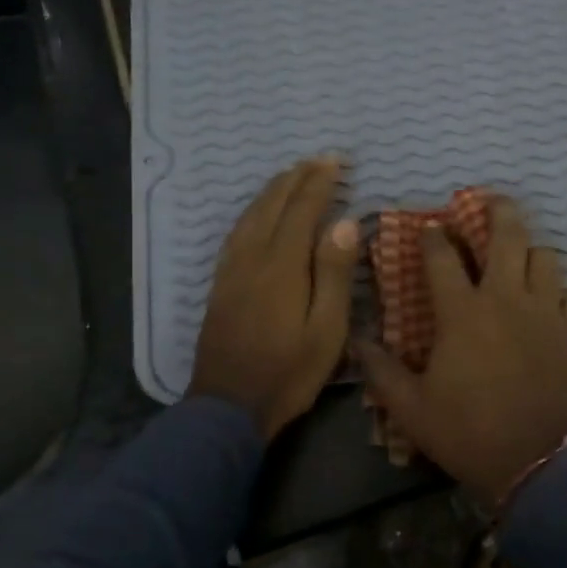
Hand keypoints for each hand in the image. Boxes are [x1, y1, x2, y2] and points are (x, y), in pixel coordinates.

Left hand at [189, 157, 359, 438]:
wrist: (227, 407)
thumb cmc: (288, 372)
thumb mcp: (326, 329)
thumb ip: (334, 273)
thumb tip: (345, 222)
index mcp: (283, 265)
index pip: (302, 210)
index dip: (319, 182)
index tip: (335, 161)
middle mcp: (253, 258)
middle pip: (273, 205)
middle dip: (296, 178)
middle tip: (317, 160)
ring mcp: (232, 270)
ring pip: (251, 216)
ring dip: (272, 191)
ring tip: (290, 175)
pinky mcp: (221, 284)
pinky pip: (236, 233)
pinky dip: (252, 212)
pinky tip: (257, 213)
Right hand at [357, 197, 566, 504]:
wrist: (536, 463)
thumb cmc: (468, 432)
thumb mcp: (411, 408)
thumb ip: (381, 371)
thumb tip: (355, 341)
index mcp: (463, 312)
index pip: (442, 258)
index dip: (432, 236)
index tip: (429, 226)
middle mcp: (506, 299)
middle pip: (508, 235)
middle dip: (498, 210)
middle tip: (491, 200)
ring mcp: (546, 312)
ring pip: (546, 258)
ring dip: (530, 251)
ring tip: (521, 258)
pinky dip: (560, 293)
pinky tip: (551, 303)